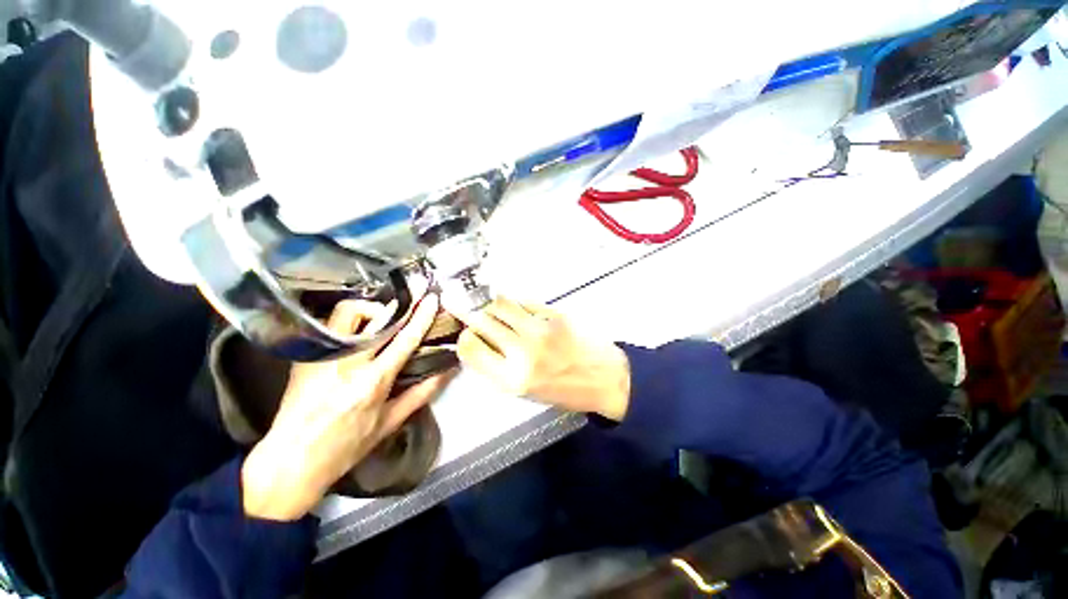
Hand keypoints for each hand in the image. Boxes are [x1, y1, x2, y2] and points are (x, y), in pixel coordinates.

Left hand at [241, 294, 452, 520]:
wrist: (290, 460)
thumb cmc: (346, 446)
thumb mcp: (389, 423)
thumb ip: (422, 393)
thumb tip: (448, 370)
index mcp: (372, 381)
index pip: (404, 339)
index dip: (421, 316)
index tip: (432, 299)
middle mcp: (347, 363)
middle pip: (375, 317)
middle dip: (399, 305)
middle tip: (412, 300)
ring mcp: (322, 356)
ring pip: (347, 312)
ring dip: (370, 310)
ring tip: (381, 322)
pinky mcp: (306, 356)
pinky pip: (332, 324)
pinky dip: (351, 322)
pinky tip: (360, 333)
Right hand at [454, 297, 630, 420]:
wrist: (605, 378)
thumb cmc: (564, 390)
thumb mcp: (525, 392)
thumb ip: (498, 368)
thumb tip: (479, 340)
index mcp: (511, 379)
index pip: (470, 348)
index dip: (464, 338)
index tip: (468, 335)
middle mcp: (522, 352)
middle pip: (481, 320)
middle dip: (472, 315)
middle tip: (472, 314)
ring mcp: (539, 329)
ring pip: (500, 304)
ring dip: (491, 305)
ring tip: (494, 309)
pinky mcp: (554, 314)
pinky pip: (523, 301)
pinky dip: (514, 303)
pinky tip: (517, 309)